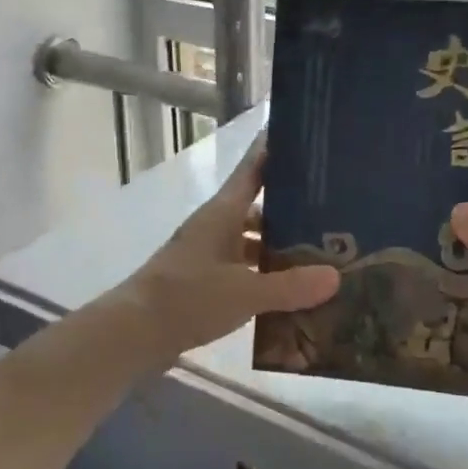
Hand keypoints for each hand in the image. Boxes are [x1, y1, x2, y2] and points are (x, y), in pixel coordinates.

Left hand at [122, 138, 339, 356]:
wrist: (132, 334)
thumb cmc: (187, 299)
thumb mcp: (244, 293)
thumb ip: (290, 286)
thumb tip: (335, 276)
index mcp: (223, 213)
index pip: (253, 168)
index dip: (275, 149)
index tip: (303, 134)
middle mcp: (216, 226)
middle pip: (259, 206)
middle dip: (292, 207)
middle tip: (334, 208)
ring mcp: (208, 254)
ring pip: (252, 239)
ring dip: (279, 245)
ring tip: (320, 253)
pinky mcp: (204, 280)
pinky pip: (244, 268)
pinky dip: (265, 274)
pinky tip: (290, 289)